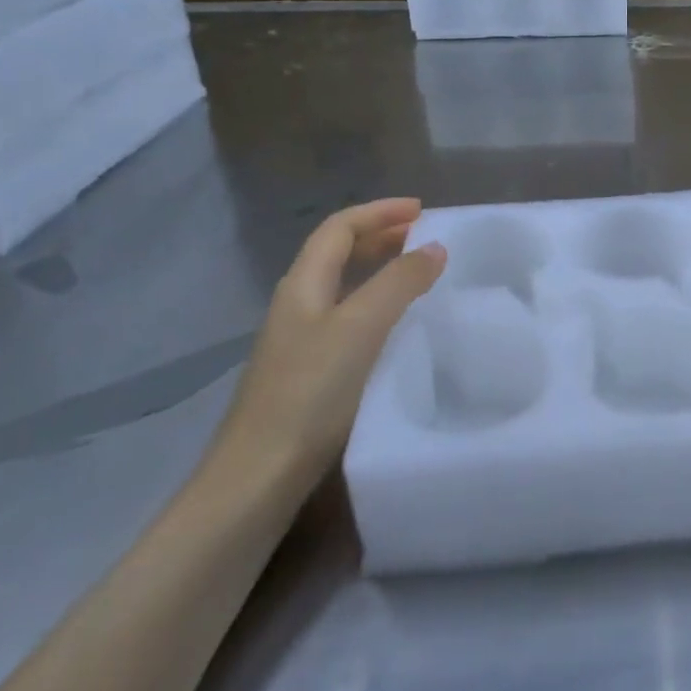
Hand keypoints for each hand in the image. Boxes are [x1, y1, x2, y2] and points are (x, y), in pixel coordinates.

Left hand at [211, 198, 445, 490]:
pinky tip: (396, 328)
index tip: (422, 210)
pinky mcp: (307, 374)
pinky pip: (347, 319)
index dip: (379, 212)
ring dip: (379, 270)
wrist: (256, 480)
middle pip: (337, 253)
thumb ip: (399, 282)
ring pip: (343, 287)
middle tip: (424, 238)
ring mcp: (299, 342)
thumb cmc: (309, 394)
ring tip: (418, 275)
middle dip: (380, 236)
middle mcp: (297, 305)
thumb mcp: (360, 328)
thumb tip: (434, 247)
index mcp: (302, 285)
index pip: (339, 228)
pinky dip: (376, 306)